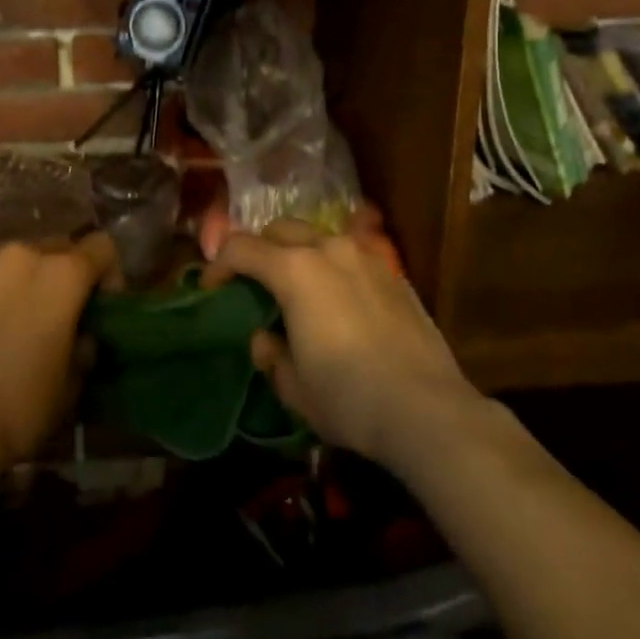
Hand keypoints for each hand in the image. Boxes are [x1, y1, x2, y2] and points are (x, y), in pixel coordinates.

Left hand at [0, 233, 114, 478]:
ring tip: (12, 321)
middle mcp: (22, 257)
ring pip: (13, 262)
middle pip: (56, 248)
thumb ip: (84, 346)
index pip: (102, 247)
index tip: (100, 306)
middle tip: (57, 315)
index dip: (108, 273)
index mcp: (62, 275)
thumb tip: (82, 336)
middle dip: (63, 275)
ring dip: (22, 282)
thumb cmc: (18, 407)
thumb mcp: (71, 385)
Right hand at [207, 219, 480, 470]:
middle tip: (253, 283)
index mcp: (294, 270)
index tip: (212, 289)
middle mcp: (328, 249)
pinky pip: (350, 255)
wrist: (428, 409)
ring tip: (298, 289)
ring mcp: (366, 256)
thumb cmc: (349, 399)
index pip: (241, 248)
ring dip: (297, 253)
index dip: (218, 265)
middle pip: (279, 230)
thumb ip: (271, 355)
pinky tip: (340, 301)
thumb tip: (264, 339)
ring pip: (318, 236)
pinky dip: (332, 266)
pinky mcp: (394, 273)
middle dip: (259, 249)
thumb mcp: (295, 388)